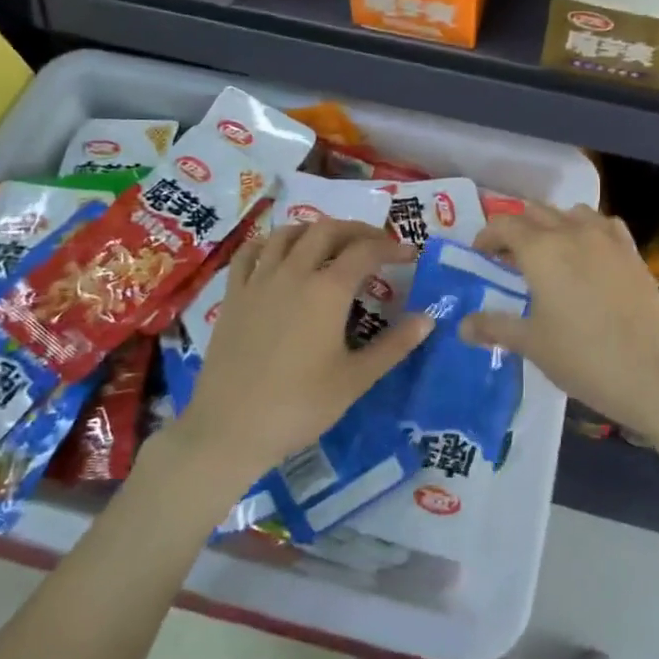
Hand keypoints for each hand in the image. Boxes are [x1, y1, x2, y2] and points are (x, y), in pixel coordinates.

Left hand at [169, 218, 432, 485]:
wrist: (230, 428)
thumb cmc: (300, 406)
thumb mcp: (355, 379)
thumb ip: (394, 345)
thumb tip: (428, 318)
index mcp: (327, 290)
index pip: (365, 251)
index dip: (391, 248)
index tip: (410, 254)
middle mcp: (293, 273)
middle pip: (327, 231)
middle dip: (356, 231)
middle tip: (376, 245)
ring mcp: (258, 281)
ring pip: (288, 234)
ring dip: (315, 230)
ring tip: (331, 244)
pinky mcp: (233, 295)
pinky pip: (249, 253)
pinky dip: (269, 243)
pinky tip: (277, 252)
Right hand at [465, 203, 658, 449]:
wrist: (653, 375)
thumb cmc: (582, 358)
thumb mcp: (531, 344)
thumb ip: (494, 327)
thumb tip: (461, 326)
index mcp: (542, 250)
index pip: (504, 224)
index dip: (487, 236)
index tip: (480, 255)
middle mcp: (573, 232)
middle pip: (536, 212)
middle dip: (516, 228)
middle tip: (508, 257)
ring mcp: (608, 240)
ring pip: (571, 213)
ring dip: (552, 224)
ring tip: (548, 253)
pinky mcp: (632, 253)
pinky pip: (604, 225)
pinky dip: (587, 230)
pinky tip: (587, 254)